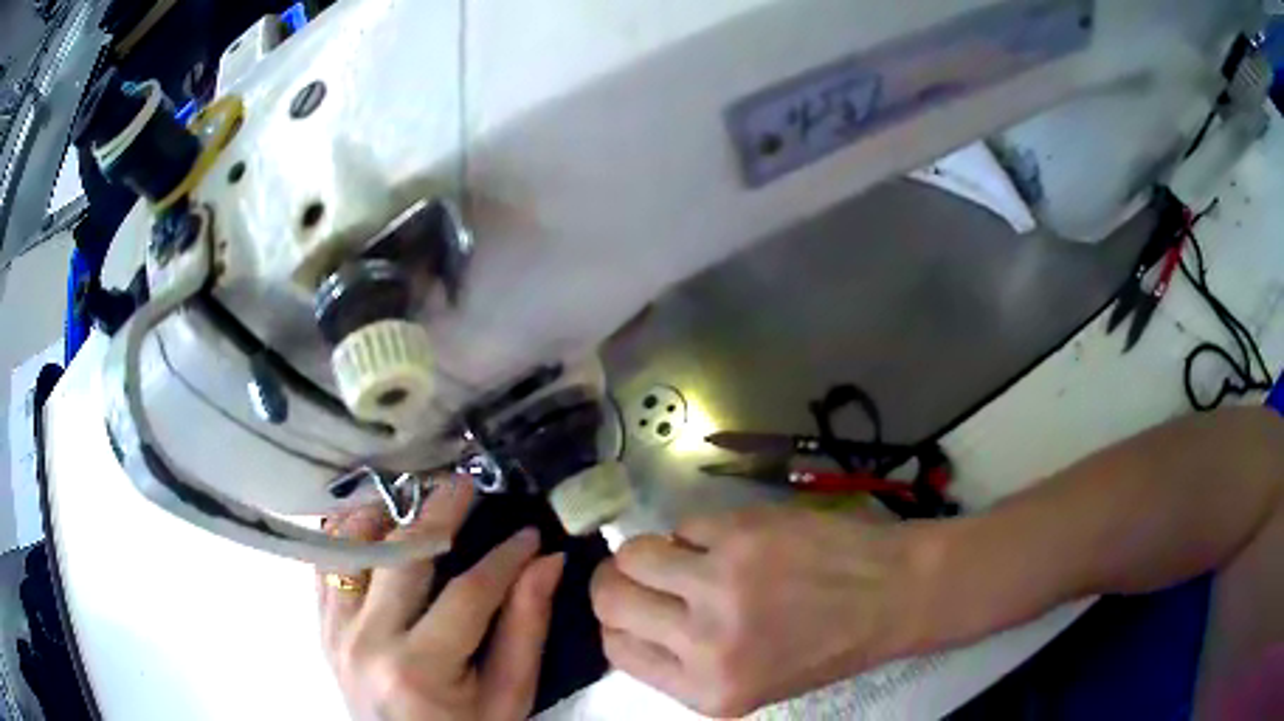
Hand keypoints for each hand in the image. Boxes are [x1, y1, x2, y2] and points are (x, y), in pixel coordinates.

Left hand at [318, 480, 564, 720]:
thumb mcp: (508, 698)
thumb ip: (525, 629)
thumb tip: (546, 561)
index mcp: (418, 669)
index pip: (468, 593)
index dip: (505, 557)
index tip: (530, 532)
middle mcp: (367, 641)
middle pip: (404, 555)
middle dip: (442, 511)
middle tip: (469, 484)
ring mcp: (337, 631)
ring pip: (354, 547)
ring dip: (386, 514)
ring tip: (418, 497)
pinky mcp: (323, 628)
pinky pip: (326, 565)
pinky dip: (347, 535)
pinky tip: (373, 521)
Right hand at [590, 505, 937, 715]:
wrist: (892, 596)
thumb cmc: (825, 647)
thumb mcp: (749, 684)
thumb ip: (684, 663)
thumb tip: (631, 620)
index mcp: (706, 690)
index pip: (616, 648)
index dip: (618, 622)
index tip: (635, 607)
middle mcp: (705, 643)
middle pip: (610, 598)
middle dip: (617, 581)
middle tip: (644, 573)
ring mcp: (723, 583)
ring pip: (634, 553)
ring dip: (652, 550)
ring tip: (686, 555)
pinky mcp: (743, 533)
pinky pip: (686, 523)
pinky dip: (699, 531)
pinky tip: (731, 541)